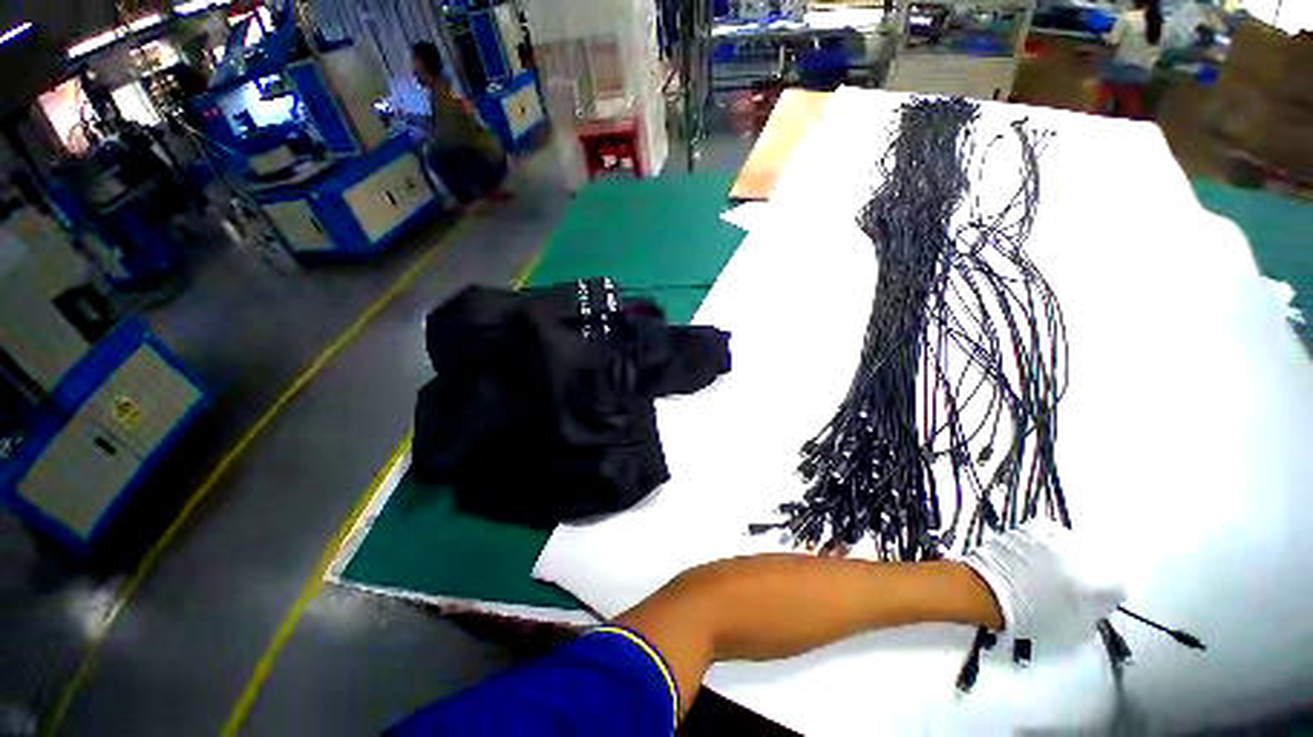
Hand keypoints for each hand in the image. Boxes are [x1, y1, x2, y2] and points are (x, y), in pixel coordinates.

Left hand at [960, 520, 1125, 645]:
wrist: (990, 589)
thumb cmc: (1032, 616)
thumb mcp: (1076, 628)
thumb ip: (1095, 613)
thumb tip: (1096, 605)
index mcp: (1103, 586)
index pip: (1119, 586)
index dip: (1106, 595)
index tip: (1094, 600)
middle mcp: (1088, 557)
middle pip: (1098, 563)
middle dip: (1088, 573)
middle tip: (1069, 583)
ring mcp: (1061, 538)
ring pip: (1075, 546)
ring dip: (1067, 556)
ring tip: (1049, 568)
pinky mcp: (1038, 527)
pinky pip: (1050, 533)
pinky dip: (1047, 542)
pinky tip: (1036, 554)